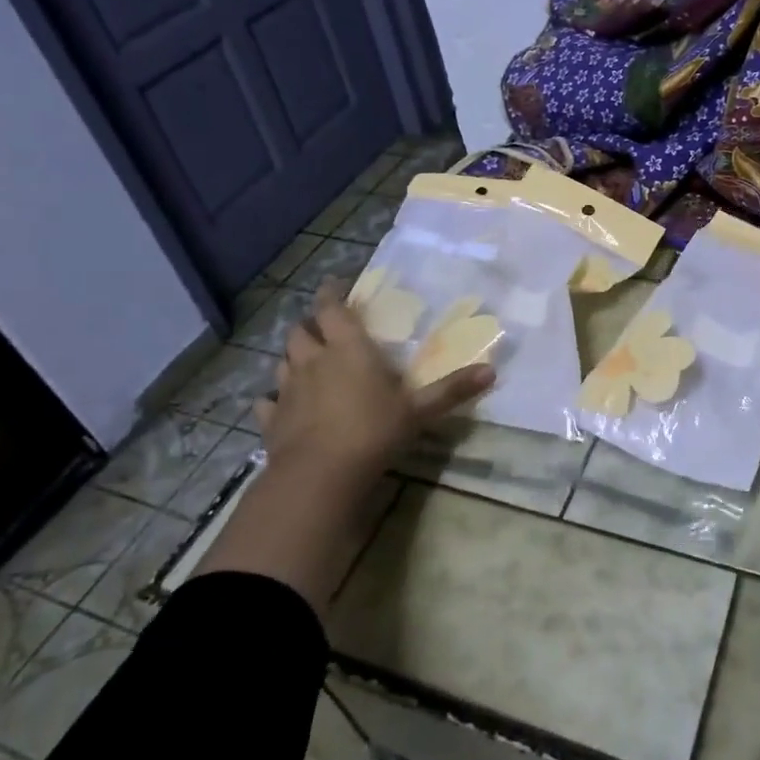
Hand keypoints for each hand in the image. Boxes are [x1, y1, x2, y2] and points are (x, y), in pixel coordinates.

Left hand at [195, 279, 492, 612]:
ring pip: (282, 362)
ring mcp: (287, 391)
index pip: (332, 309)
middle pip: (301, 332)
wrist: (319, 475)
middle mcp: (313, 361)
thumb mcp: (419, 410)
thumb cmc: (373, 431)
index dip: (332, 294)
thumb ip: (452, 390)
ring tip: (304, 362)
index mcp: (347, 349)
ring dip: (292, 358)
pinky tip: (279, 405)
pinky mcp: (272, 421)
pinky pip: (267, 402)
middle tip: (323, 328)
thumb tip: (491, 371)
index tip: (335, 284)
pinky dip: (273, 400)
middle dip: (310, 326)